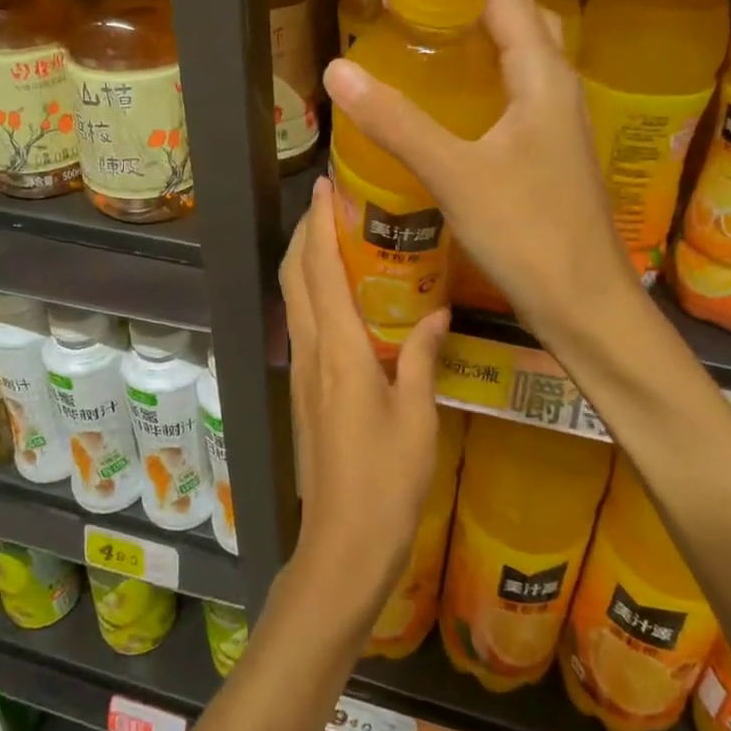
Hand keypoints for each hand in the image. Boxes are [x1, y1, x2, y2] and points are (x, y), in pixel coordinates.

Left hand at [280, 176, 447, 619]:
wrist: (343, 543)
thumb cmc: (387, 481)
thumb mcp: (418, 416)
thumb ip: (421, 357)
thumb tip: (437, 312)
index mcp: (339, 350)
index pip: (321, 271)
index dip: (319, 225)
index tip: (327, 188)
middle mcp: (312, 351)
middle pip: (295, 277)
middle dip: (305, 234)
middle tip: (332, 205)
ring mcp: (302, 372)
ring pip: (293, 300)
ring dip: (304, 262)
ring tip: (333, 237)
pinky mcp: (304, 391)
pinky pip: (303, 325)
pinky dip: (311, 294)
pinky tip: (339, 296)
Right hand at [323, 0, 634, 343]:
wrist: (584, 305)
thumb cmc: (527, 233)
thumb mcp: (454, 174)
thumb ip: (397, 122)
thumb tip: (338, 70)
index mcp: (544, 77)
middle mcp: (558, 89)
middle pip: (518, 22)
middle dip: (466, 7)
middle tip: (410, 18)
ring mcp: (558, 124)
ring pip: (519, 62)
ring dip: (476, 45)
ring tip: (421, 53)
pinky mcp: (549, 155)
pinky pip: (515, 99)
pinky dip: (481, 86)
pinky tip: (447, 112)